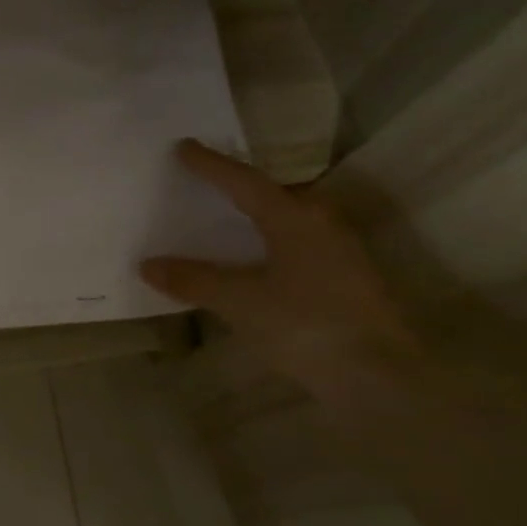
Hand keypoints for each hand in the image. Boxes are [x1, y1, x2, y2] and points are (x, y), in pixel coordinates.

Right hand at [140, 139, 419, 391]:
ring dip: (257, 216)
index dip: (211, 165)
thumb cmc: (306, 326)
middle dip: (240, 187)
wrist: (378, 378)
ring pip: (290, 220)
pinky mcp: (347, 280)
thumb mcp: (240, 302)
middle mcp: (322, 225)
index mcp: (294, 218)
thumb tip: (148, 264)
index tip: (184, 147)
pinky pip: (298, 245)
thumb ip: (194, 280)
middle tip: (207, 181)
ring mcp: (340, 252)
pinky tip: (257, 262)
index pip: (244, 182)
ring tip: (228, 219)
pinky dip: (270, 243)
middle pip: (274, 194)